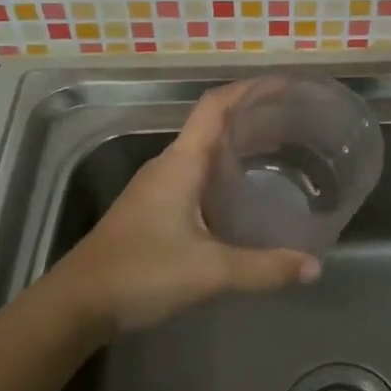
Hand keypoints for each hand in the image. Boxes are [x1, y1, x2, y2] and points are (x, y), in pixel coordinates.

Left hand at [52, 83, 321, 336]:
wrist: (76, 305)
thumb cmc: (140, 273)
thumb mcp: (209, 271)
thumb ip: (263, 268)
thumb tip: (314, 266)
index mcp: (181, 163)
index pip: (215, 106)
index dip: (249, 89)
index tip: (284, 85)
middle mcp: (169, 166)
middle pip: (214, 125)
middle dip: (253, 118)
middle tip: (296, 122)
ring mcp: (158, 188)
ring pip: (205, 153)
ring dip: (239, 146)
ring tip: (280, 152)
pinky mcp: (154, 210)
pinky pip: (197, 177)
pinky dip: (225, 174)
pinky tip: (244, 196)